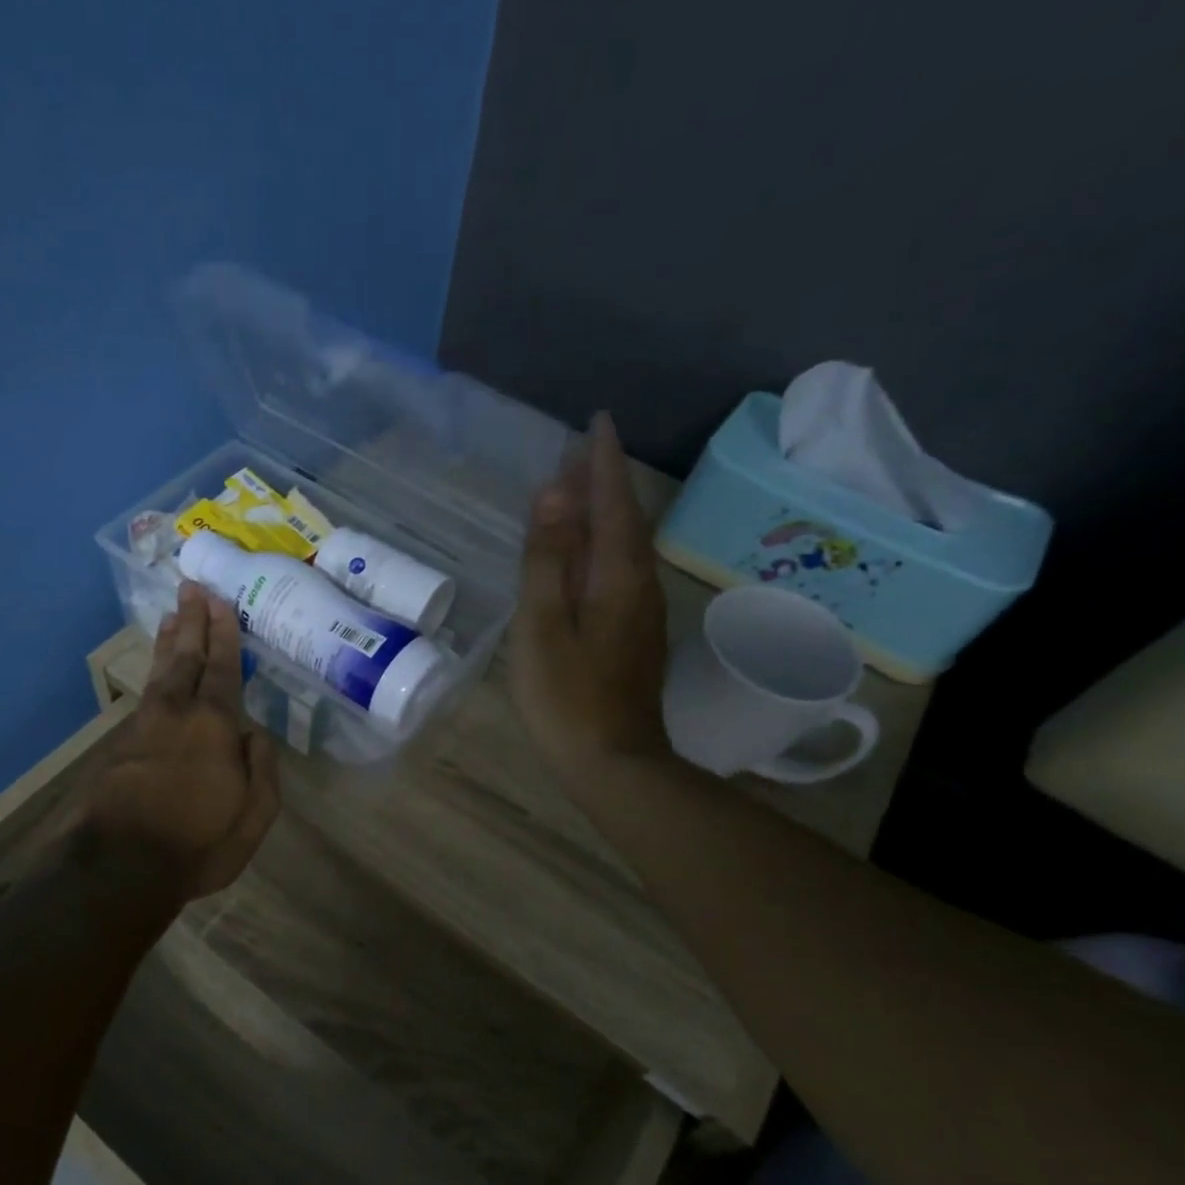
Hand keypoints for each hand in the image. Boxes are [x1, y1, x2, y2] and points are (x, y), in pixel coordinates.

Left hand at [82, 583, 279, 899]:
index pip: (224, 668)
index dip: (224, 634)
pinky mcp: (121, 745)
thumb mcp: (254, 814)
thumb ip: (262, 768)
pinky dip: (155, 674)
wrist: (120, 866)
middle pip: (187, 658)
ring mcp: (144, 727)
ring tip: (172, 616)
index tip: (220, 601)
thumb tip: (254, 732)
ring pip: (161, 673)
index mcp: (215, 725)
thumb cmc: (199, 842)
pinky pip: (146, 695)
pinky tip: (158, 673)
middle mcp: (178, 714)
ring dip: (170, 642)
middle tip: (191, 588)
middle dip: (192, 622)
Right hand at [509, 411, 672, 782]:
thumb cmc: (566, 697)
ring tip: (583, 492)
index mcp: (616, 576)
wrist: (614, 762)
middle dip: (607, 481)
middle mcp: (639, 584)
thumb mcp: (541, 627)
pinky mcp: (636, 635)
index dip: (601, 462)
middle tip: (583, 451)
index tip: (596, 421)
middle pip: (626, 519)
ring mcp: (642, 612)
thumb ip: (546, 560)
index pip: (611, 502)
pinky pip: (624, 570)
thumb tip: (552, 492)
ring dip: (609, 512)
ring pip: (628, 545)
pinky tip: (591, 554)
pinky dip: (607, 545)